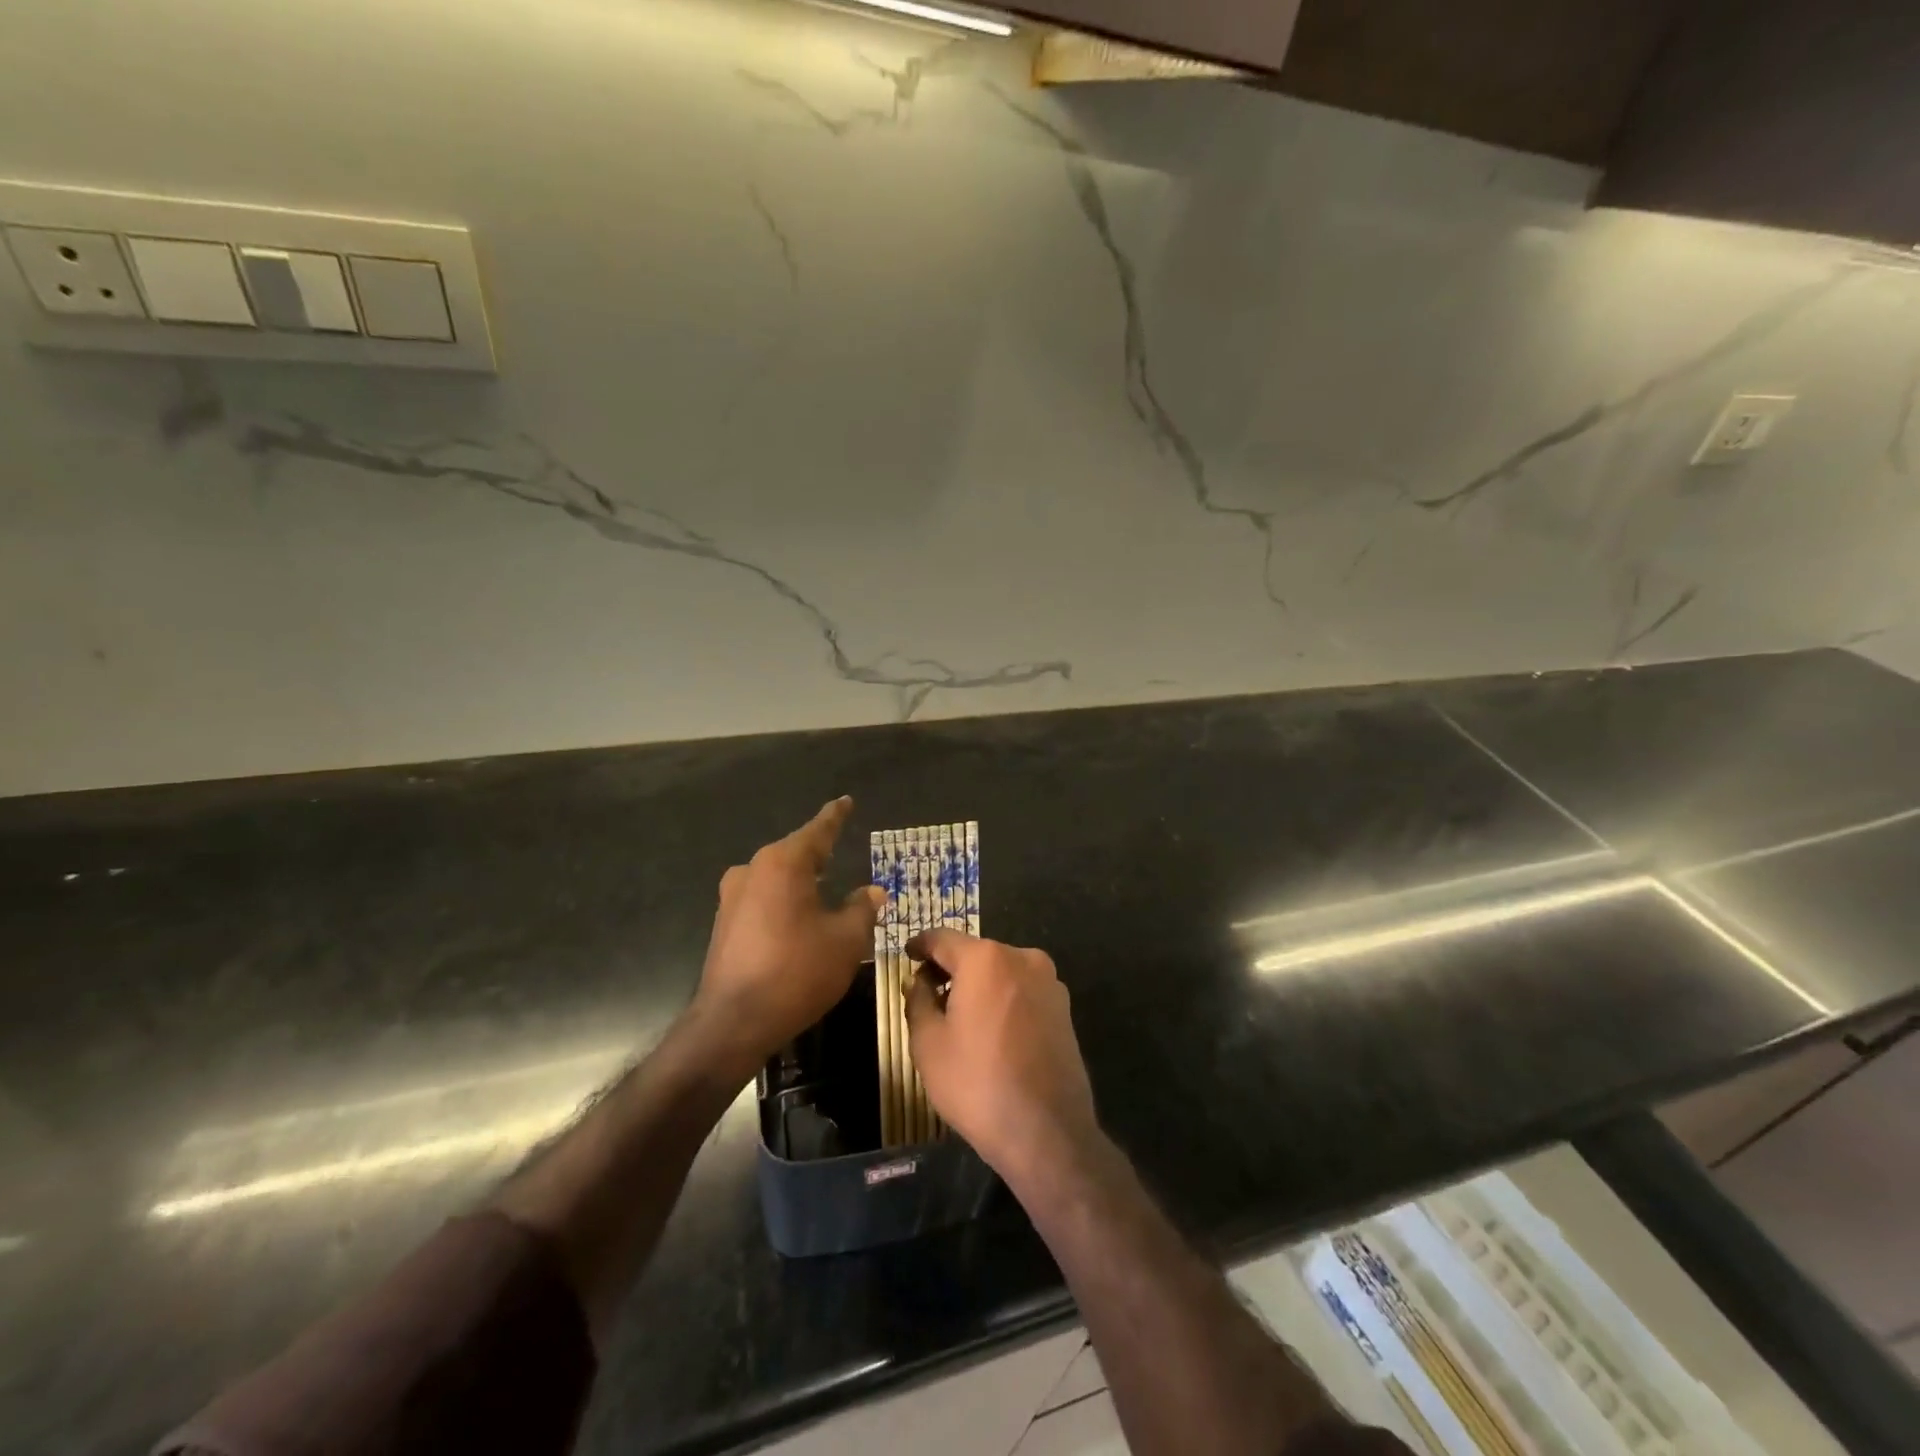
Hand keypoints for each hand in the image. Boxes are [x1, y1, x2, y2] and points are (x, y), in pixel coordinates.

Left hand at [691, 796, 883, 1080]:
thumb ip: (862, 909)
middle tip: (840, 848)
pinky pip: (762, 899)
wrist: (733, 1022)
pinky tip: (799, 919)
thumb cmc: (797, 972)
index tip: (846, 801)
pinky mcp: (723, 924)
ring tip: (824, 886)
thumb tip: (871, 892)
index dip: (836, 816)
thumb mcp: (845, 940)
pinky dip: (784, 902)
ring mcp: (732, 897)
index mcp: (783, 864)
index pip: (818, 830)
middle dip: (819, 852)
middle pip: (794, 853)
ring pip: (776, 878)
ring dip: (800, 881)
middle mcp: (752, 870)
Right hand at [904, 928, 1098, 1187]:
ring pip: (1001, 972)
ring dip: (978, 985)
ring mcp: (1049, 982)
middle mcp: (1022, 957)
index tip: (906, 956)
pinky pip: (1022, 992)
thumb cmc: (977, 1083)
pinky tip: (991, 1033)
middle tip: (927, 995)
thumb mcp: (928, 1043)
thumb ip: (918, 1000)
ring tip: (959, 1018)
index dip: (920, 946)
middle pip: (975, 953)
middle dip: (950, 969)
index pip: (942, 938)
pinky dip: (1002, 1000)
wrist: (1047, 1131)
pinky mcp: (1064, 1008)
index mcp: (985, 958)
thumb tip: (920, 981)